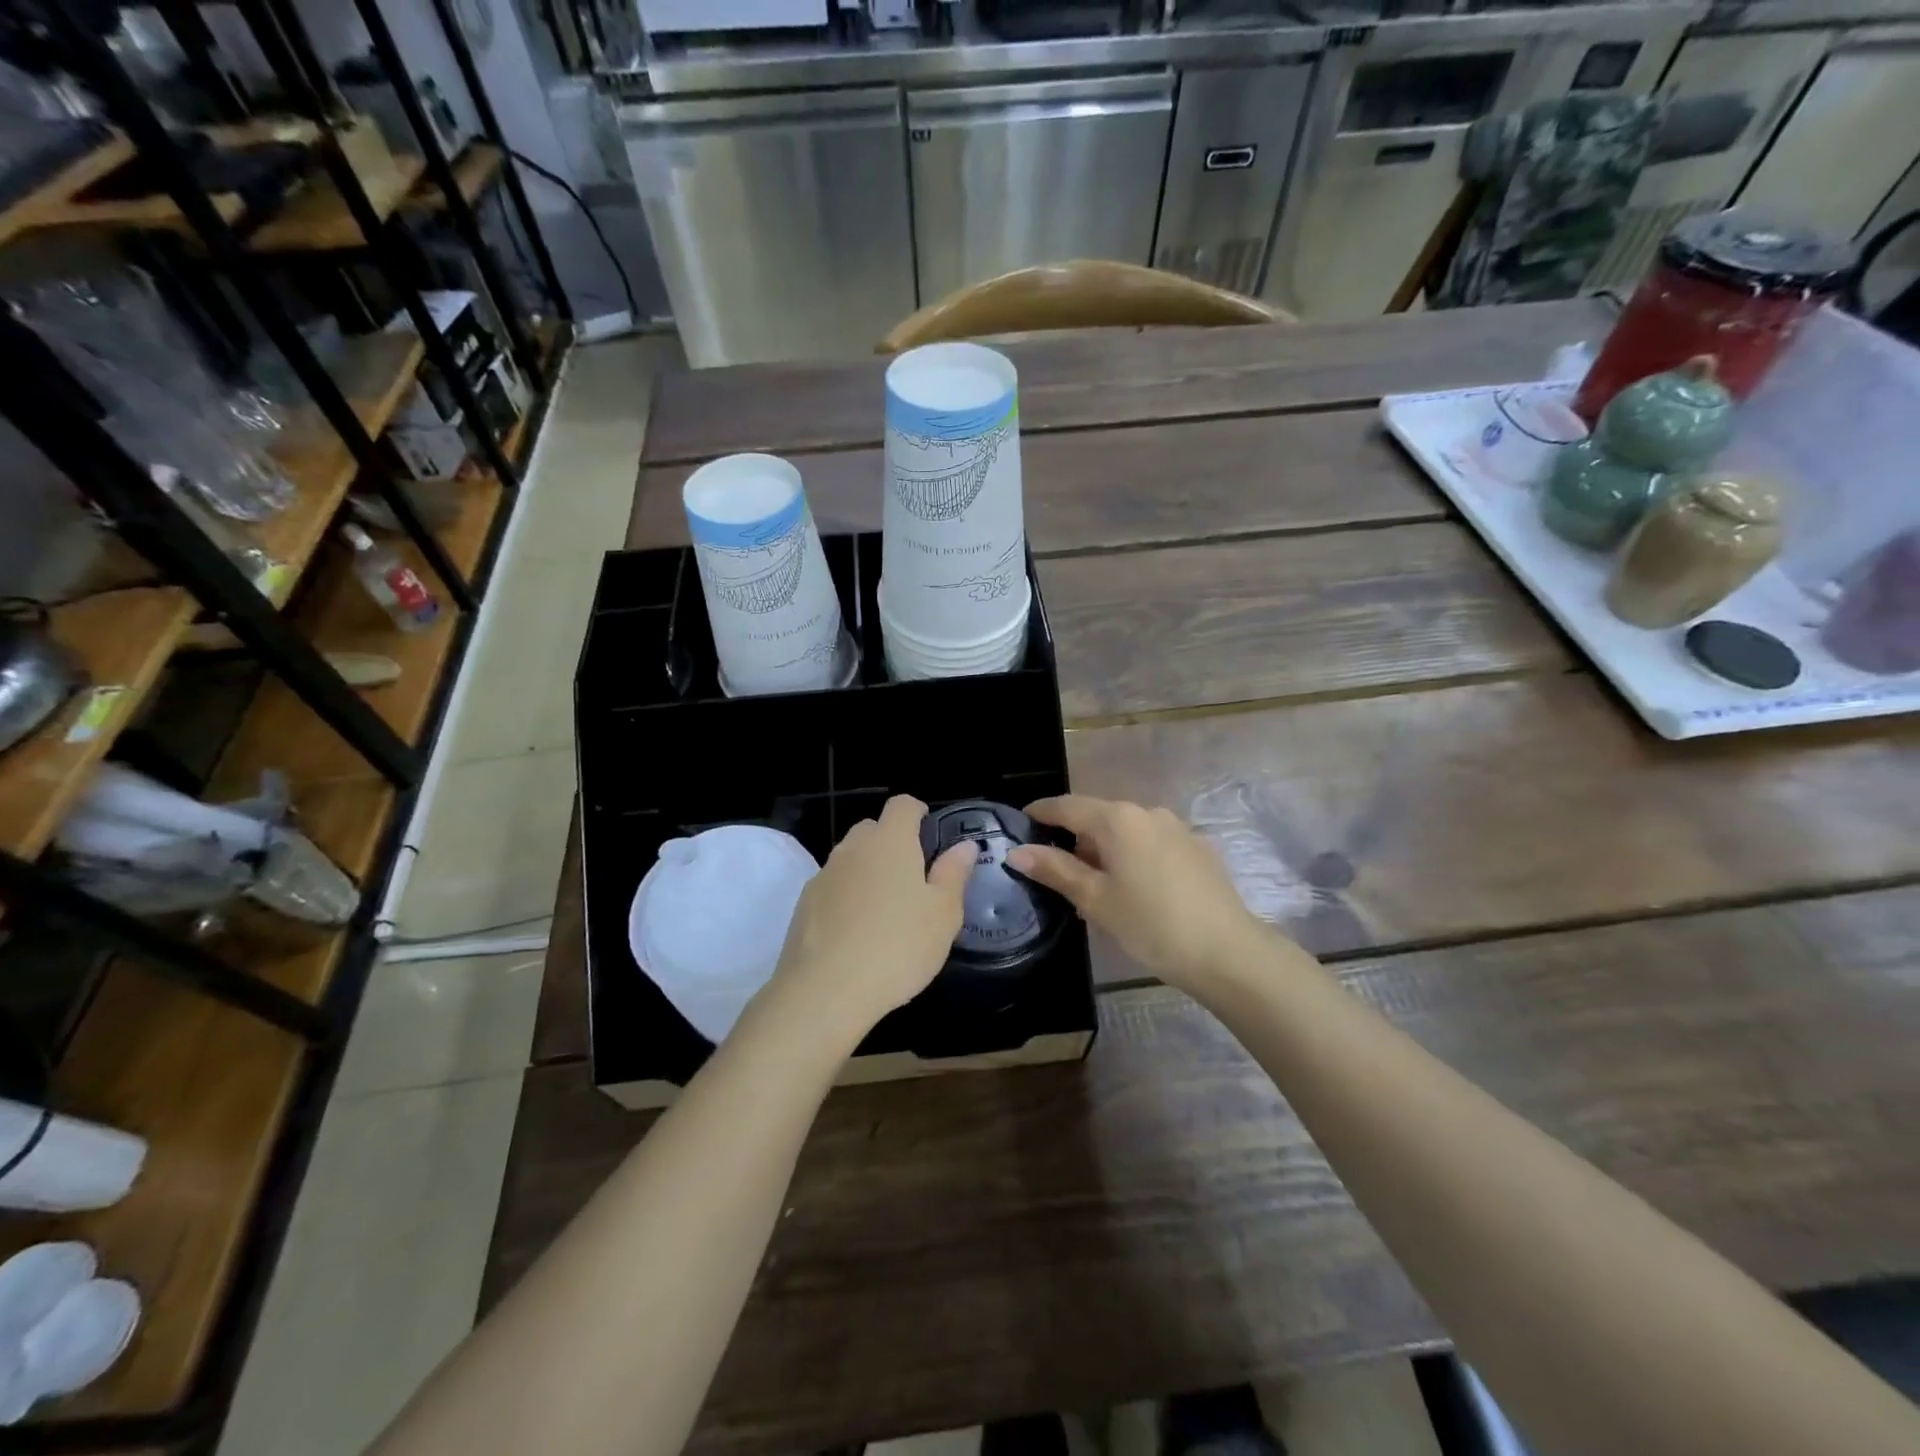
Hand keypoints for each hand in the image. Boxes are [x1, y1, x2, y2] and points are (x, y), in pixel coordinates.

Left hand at [766, 795, 974, 1043]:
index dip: (918, 813)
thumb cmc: (897, 947)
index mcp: (890, 842)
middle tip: (914, 880)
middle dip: (893, 843)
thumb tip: (964, 846)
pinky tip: (857, 933)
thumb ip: (954, 874)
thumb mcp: (943, 914)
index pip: (902, 805)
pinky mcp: (804, 904)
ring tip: (886, 911)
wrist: (825, 991)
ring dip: (868, 872)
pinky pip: (833, 887)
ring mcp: (824, 875)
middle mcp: (852, 848)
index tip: (930, 836)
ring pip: (851, 859)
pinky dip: (847, 898)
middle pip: (873, 829)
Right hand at [1008, 795, 1273, 990]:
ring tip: (1097, 890)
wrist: (1227, 952)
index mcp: (1117, 819)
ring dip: (1106, 852)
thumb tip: (1017, 851)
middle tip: (1057, 875)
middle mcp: (1147, 812)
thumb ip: (1055, 870)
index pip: (1066, 806)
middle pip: (1098, 817)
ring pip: (1127, 832)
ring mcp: (1176, 828)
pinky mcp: (1197, 848)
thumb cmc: (1151, 925)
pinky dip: (1134, 858)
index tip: (1020, 823)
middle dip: (1075, 840)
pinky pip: (1152, 844)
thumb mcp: (1095, 899)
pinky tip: (1136, 892)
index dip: (1040, 813)